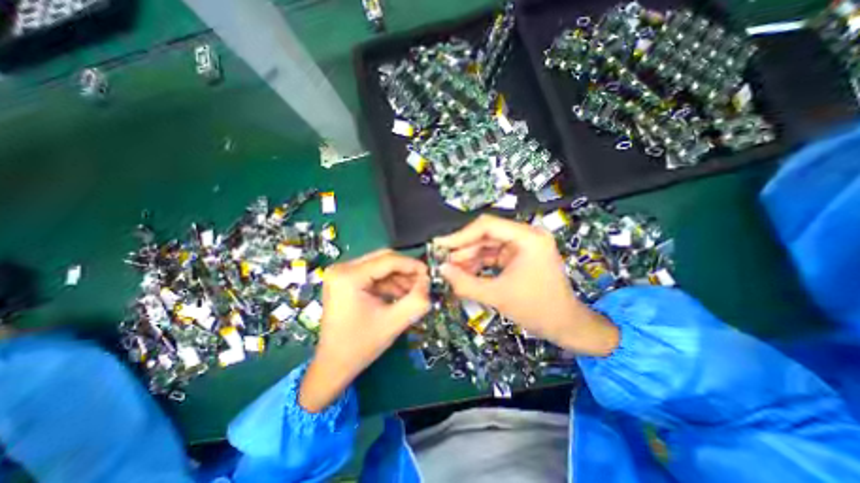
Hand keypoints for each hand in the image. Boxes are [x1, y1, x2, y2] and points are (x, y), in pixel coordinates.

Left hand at [300, 250, 430, 411]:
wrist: (334, 364)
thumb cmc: (361, 345)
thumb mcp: (393, 322)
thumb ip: (416, 301)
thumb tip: (428, 282)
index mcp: (349, 276)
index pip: (388, 260)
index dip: (412, 265)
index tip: (429, 274)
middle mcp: (342, 268)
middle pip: (383, 259)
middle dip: (405, 271)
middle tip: (422, 283)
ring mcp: (342, 274)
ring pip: (380, 266)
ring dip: (399, 277)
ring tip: (414, 292)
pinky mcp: (345, 280)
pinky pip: (373, 275)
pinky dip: (389, 283)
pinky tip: (401, 294)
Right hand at [437, 218, 618, 356]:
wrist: (566, 326)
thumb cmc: (537, 310)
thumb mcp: (497, 296)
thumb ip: (465, 283)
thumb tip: (441, 269)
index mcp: (528, 238)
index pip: (487, 226)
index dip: (461, 235)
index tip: (441, 245)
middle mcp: (526, 236)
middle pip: (486, 234)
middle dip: (464, 249)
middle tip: (444, 261)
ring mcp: (522, 246)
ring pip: (488, 245)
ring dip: (469, 257)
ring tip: (452, 270)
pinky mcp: (518, 257)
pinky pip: (493, 255)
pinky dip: (479, 263)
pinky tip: (465, 272)